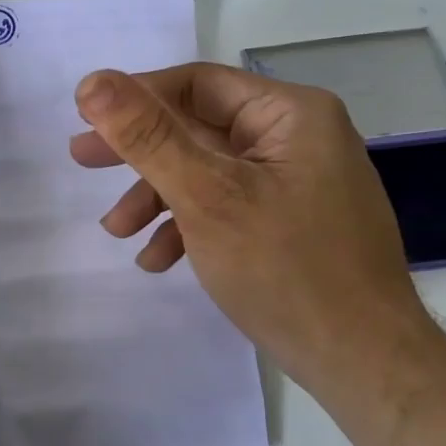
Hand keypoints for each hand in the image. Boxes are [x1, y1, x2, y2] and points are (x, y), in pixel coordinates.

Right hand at [70, 63, 439, 392]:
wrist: (363, 363)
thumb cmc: (285, 269)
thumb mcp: (205, 196)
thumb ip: (147, 136)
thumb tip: (92, 82)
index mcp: (290, 114)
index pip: (196, 84)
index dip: (135, 97)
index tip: (84, 121)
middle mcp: (297, 137)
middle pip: (197, 126)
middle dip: (139, 152)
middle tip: (82, 161)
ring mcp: (295, 181)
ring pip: (206, 170)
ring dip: (157, 197)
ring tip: (117, 230)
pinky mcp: (290, 220)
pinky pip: (227, 205)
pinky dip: (188, 224)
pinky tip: (158, 259)